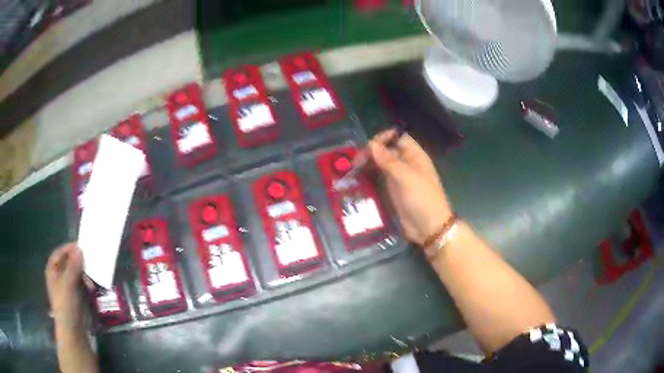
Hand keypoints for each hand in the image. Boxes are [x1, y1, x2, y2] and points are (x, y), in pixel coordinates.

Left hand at [45, 243, 86, 330]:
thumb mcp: (68, 284)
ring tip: (92, 282)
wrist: (74, 333)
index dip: (68, 249)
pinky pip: (82, 287)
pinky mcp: (77, 300)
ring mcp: (68, 290)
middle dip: (79, 264)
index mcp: (52, 271)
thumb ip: (73, 266)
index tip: (81, 247)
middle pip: (68, 264)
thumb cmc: (66, 305)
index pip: (59, 253)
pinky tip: (93, 290)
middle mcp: (59, 278)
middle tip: (90, 264)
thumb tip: (79, 248)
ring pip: (76, 276)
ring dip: (85, 276)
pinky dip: (87, 286)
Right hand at [367, 130, 452, 245]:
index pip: (398, 137)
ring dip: (368, 164)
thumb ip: (388, 161)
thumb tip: (371, 144)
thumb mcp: (406, 178)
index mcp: (415, 156)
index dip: (384, 138)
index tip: (369, 147)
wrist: (429, 228)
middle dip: (372, 152)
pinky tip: (359, 179)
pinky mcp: (393, 190)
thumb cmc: (422, 200)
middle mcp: (407, 163)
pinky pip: (379, 178)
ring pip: (381, 164)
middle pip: (387, 150)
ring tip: (354, 171)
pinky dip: (369, 176)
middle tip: (356, 163)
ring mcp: (399, 177)